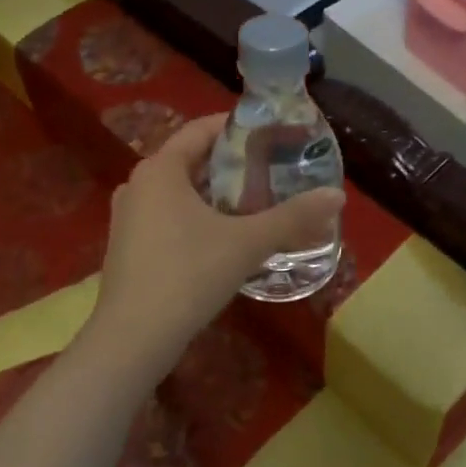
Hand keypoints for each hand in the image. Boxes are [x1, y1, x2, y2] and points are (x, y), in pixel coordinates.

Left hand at [90, 114, 344, 363]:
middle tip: (272, 171)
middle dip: (232, 165)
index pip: (201, 129)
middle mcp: (138, 184)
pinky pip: (168, 216)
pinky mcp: (127, 247)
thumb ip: (293, 217)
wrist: (132, 339)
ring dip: (215, 194)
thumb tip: (338, 196)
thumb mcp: (247, 243)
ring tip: (255, 203)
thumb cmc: (188, 275)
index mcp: (160, 169)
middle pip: (191, 160)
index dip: (238, 127)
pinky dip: (197, 217)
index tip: (272, 133)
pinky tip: (224, 238)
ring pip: (179, 192)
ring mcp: (128, 217)